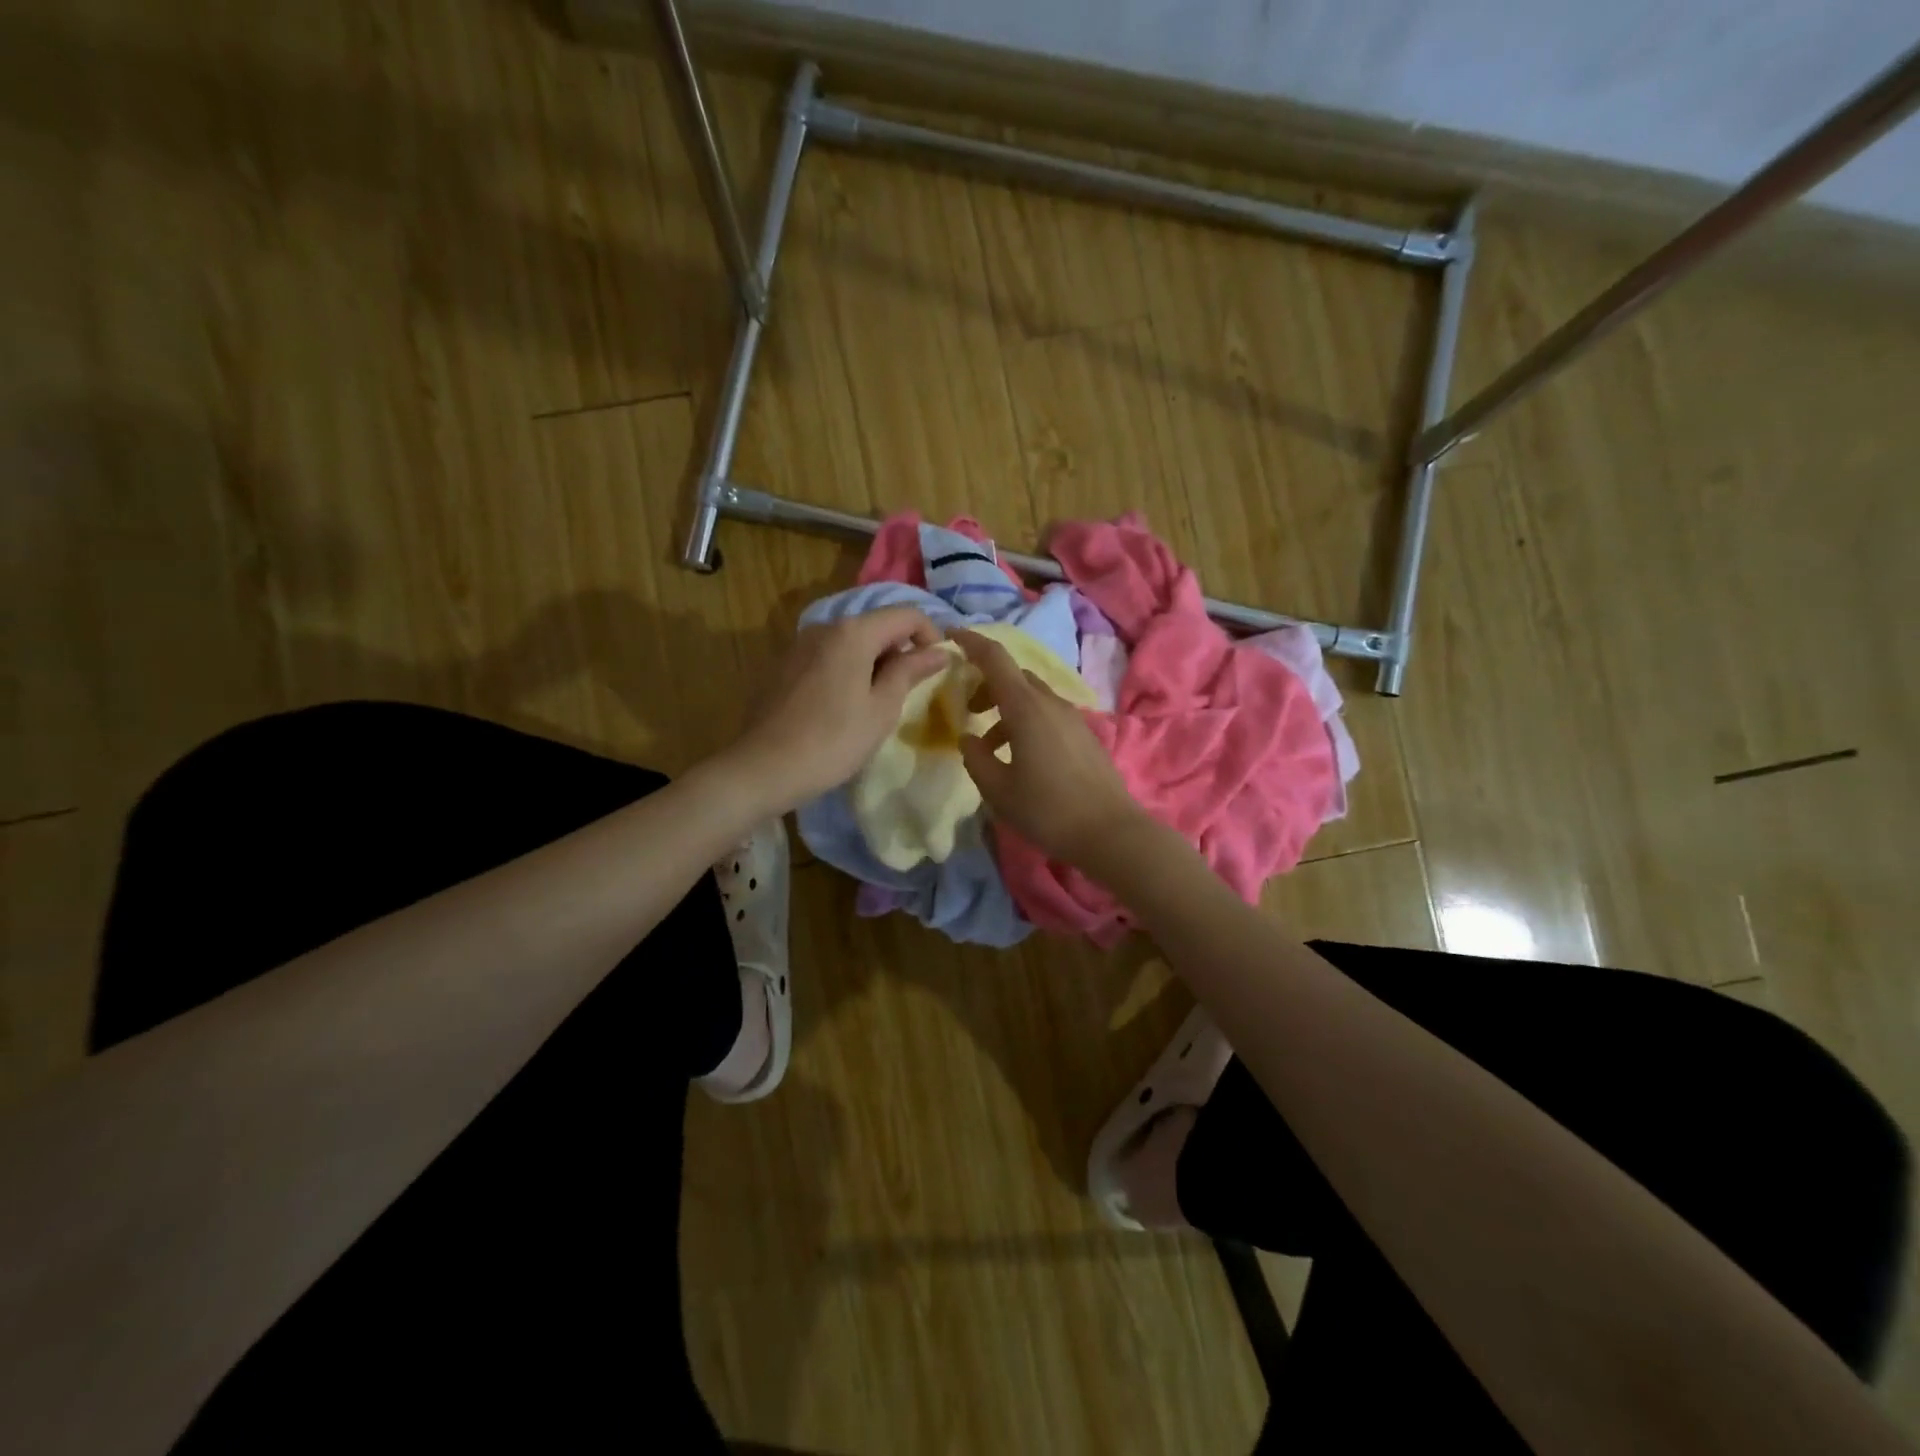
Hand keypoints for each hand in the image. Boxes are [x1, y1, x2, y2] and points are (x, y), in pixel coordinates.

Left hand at [726, 606, 948, 815]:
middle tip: (910, 691)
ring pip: (852, 641)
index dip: (931, 635)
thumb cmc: (833, 741)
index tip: (939, 667)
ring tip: (879, 702)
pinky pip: (829, 655)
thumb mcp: (882, 709)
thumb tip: (938, 651)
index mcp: (853, 632)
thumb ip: (910, 672)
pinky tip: (845, 705)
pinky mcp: (785, 664)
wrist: (763, 768)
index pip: (906, 614)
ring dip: (875, 661)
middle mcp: (825, 626)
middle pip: (877, 624)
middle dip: (901, 650)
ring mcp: (800, 644)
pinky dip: (849, 669)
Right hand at [952, 628, 1145, 866]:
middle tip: (968, 711)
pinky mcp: (1084, 734)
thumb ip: (976, 758)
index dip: (971, 642)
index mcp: (1026, 708)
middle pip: (1013, 675)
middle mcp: (1050, 703)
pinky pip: (1047, 713)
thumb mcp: (998, 790)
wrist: (1110, 832)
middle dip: (986, 684)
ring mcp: (1072, 717)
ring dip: (1006, 708)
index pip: (994, 658)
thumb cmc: (1047, 810)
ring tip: (989, 746)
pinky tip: (1020, 756)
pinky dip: (1025, 721)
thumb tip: (968, 737)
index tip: (949, 636)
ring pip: (1031, 696)